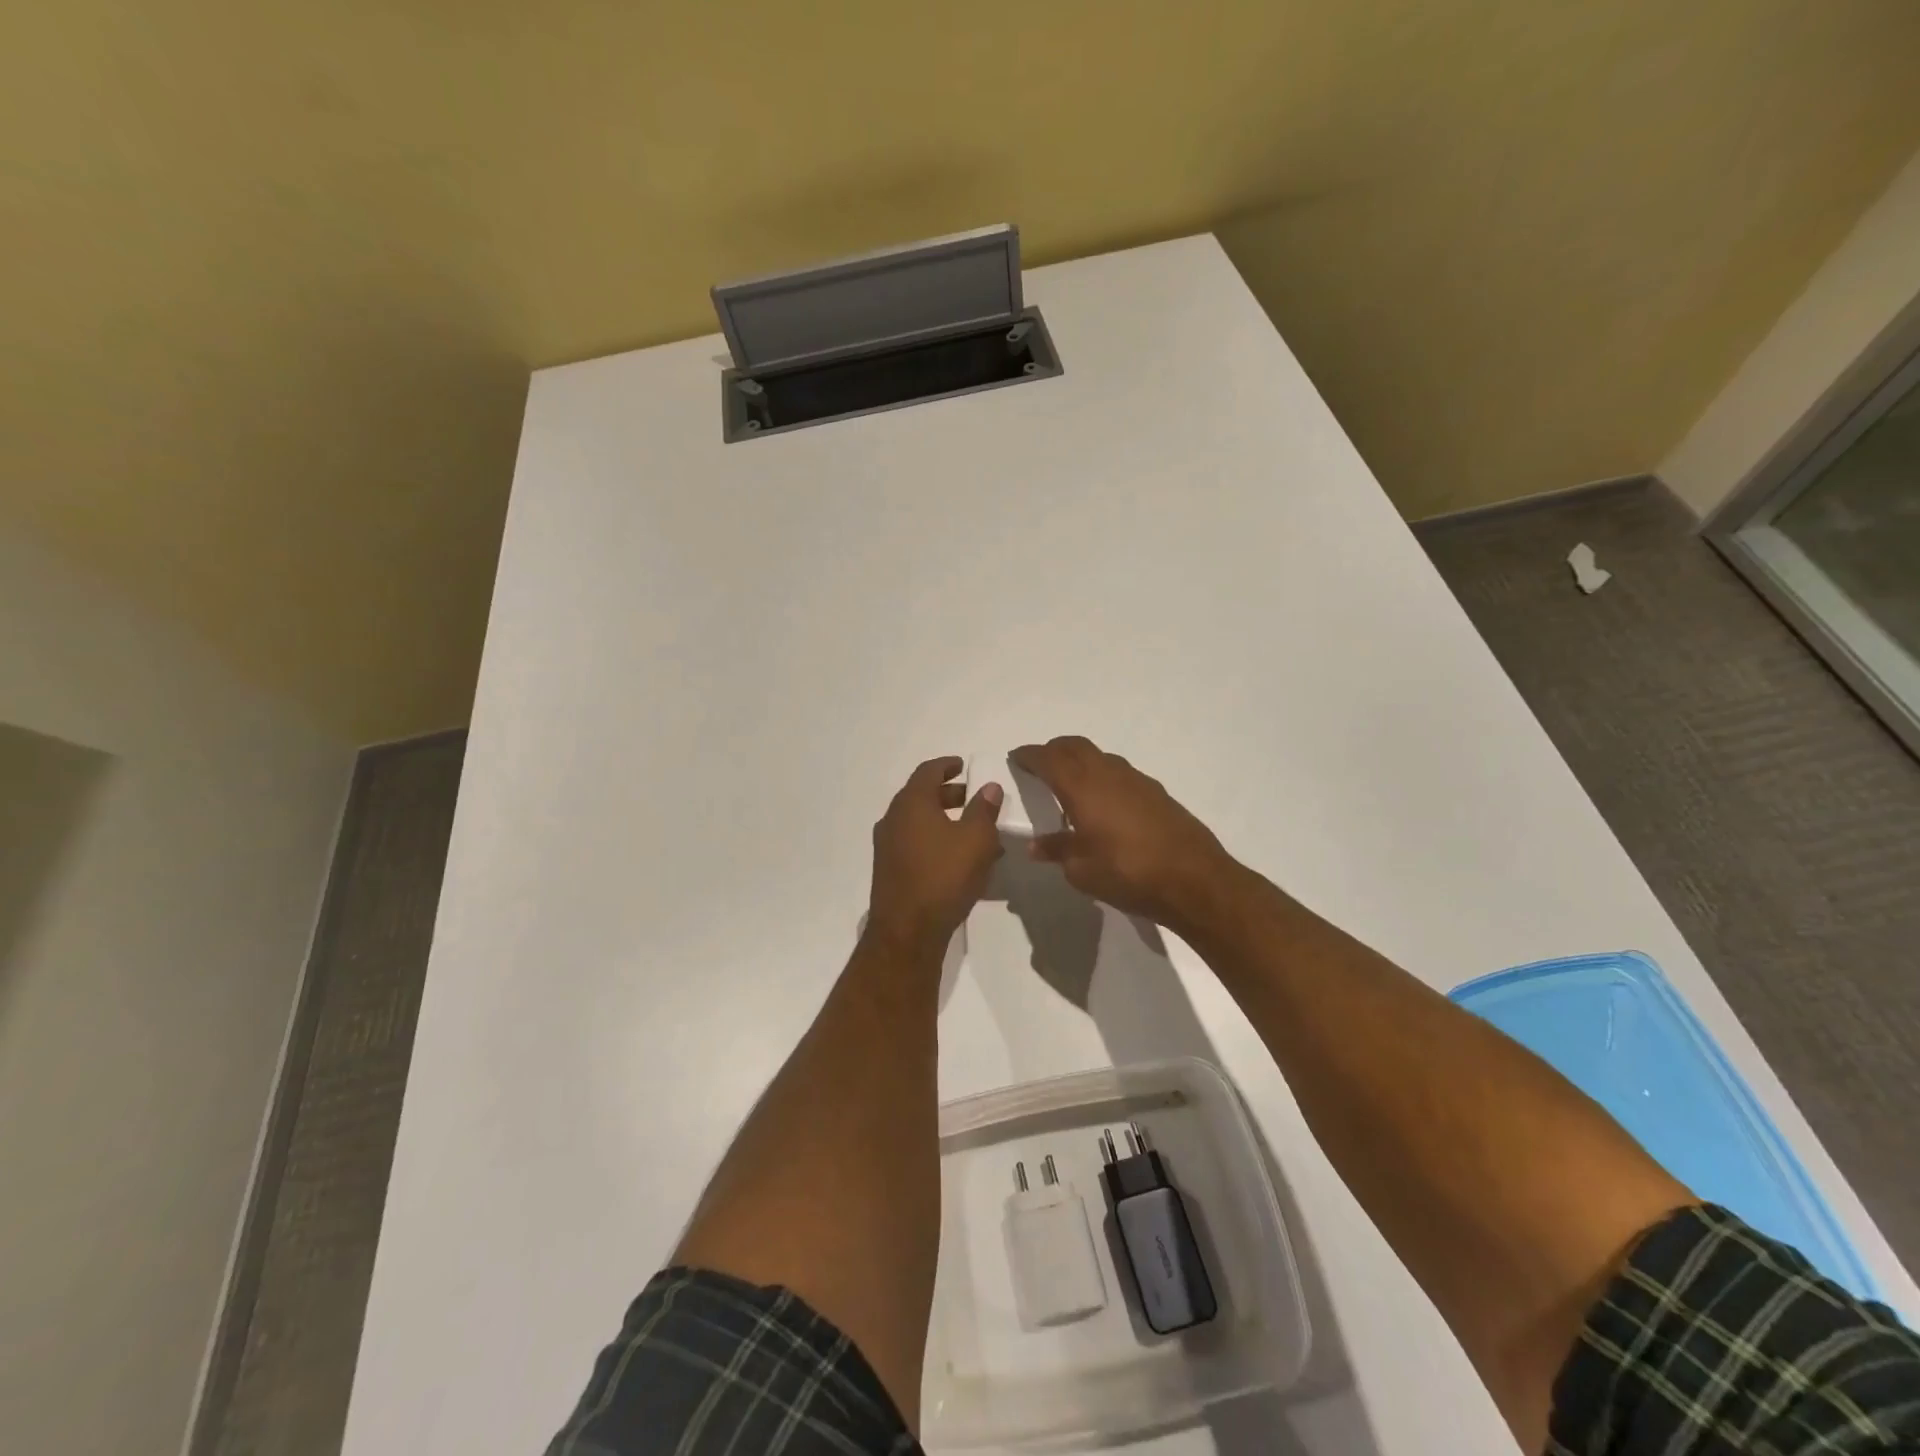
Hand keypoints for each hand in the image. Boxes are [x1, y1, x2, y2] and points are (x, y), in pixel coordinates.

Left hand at [867, 756, 1004, 950]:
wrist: (907, 931)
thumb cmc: (944, 876)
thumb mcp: (976, 839)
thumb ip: (984, 809)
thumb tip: (989, 787)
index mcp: (911, 803)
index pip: (928, 771)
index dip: (947, 765)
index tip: (963, 765)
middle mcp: (893, 819)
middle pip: (922, 796)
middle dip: (950, 794)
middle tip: (974, 798)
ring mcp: (888, 846)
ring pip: (920, 823)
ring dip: (947, 821)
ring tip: (977, 833)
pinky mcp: (890, 870)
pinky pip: (916, 844)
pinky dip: (937, 841)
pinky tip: (961, 860)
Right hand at [1010, 736, 1238, 928]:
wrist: (1194, 879)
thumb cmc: (1128, 873)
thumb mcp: (1082, 869)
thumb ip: (1057, 850)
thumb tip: (1036, 846)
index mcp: (1083, 788)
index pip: (1049, 760)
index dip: (1030, 756)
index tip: (1017, 757)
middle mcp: (1108, 774)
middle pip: (1075, 746)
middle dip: (1054, 749)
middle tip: (1040, 762)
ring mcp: (1136, 780)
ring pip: (1100, 757)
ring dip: (1080, 760)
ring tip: (1070, 783)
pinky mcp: (1157, 793)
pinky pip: (1120, 772)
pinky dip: (1102, 776)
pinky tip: (1103, 802)